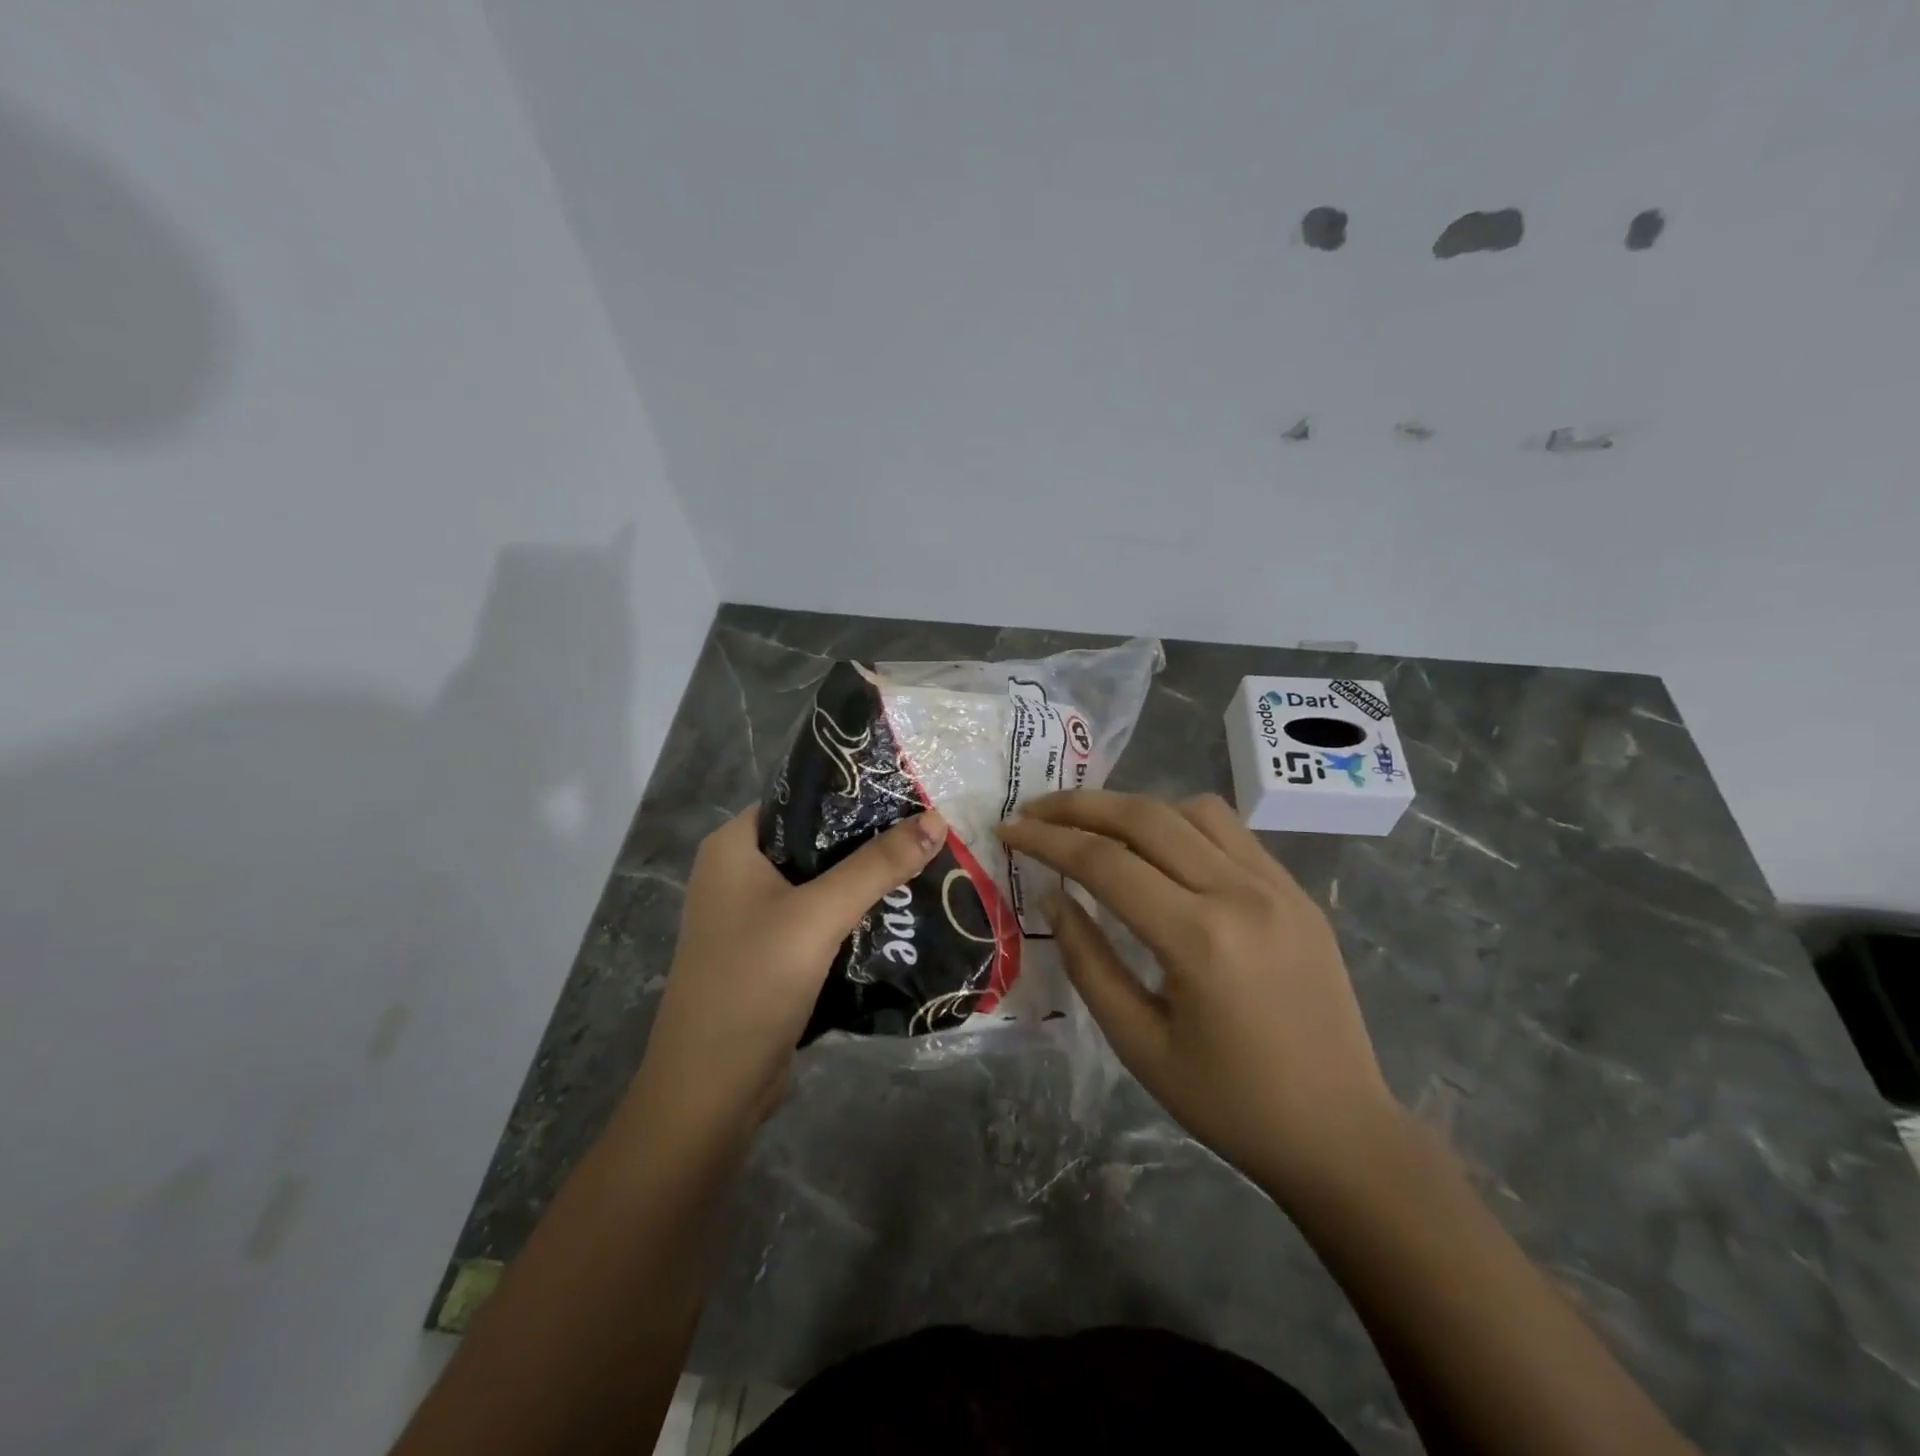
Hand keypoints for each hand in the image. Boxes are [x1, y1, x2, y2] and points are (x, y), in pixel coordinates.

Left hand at [629, 807, 947, 1146]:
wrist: (711, 1091)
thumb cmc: (753, 984)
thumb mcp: (818, 916)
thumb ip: (877, 865)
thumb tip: (936, 818)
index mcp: (734, 846)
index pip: (801, 799)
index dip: (855, 794)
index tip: (911, 794)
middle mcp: (738, 872)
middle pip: (816, 840)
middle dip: (870, 839)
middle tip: (929, 832)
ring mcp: (752, 915)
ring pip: (821, 881)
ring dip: (866, 879)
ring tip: (926, 865)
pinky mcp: (771, 951)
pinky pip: (819, 917)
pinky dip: (854, 913)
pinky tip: (899, 911)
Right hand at [998, 790, 1396, 1195]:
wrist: (1341, 1133)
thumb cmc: (1230, 1103)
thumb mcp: (1139, 1044)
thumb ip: (1089, 962)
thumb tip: (1056, 898)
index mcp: (1198, 938)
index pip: (1105, 863)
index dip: (1047, 841)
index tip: (1009, 830)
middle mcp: (1240, 893)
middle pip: (1146, 816)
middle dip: (1080, 805)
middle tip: (1036, 809)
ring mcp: (1277, 886)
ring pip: (1193, 810)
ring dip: (1135, 807)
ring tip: (1097, 828)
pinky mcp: (1298, 892)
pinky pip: (1231, 832)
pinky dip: (1182, 824)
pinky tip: (1160, 849)